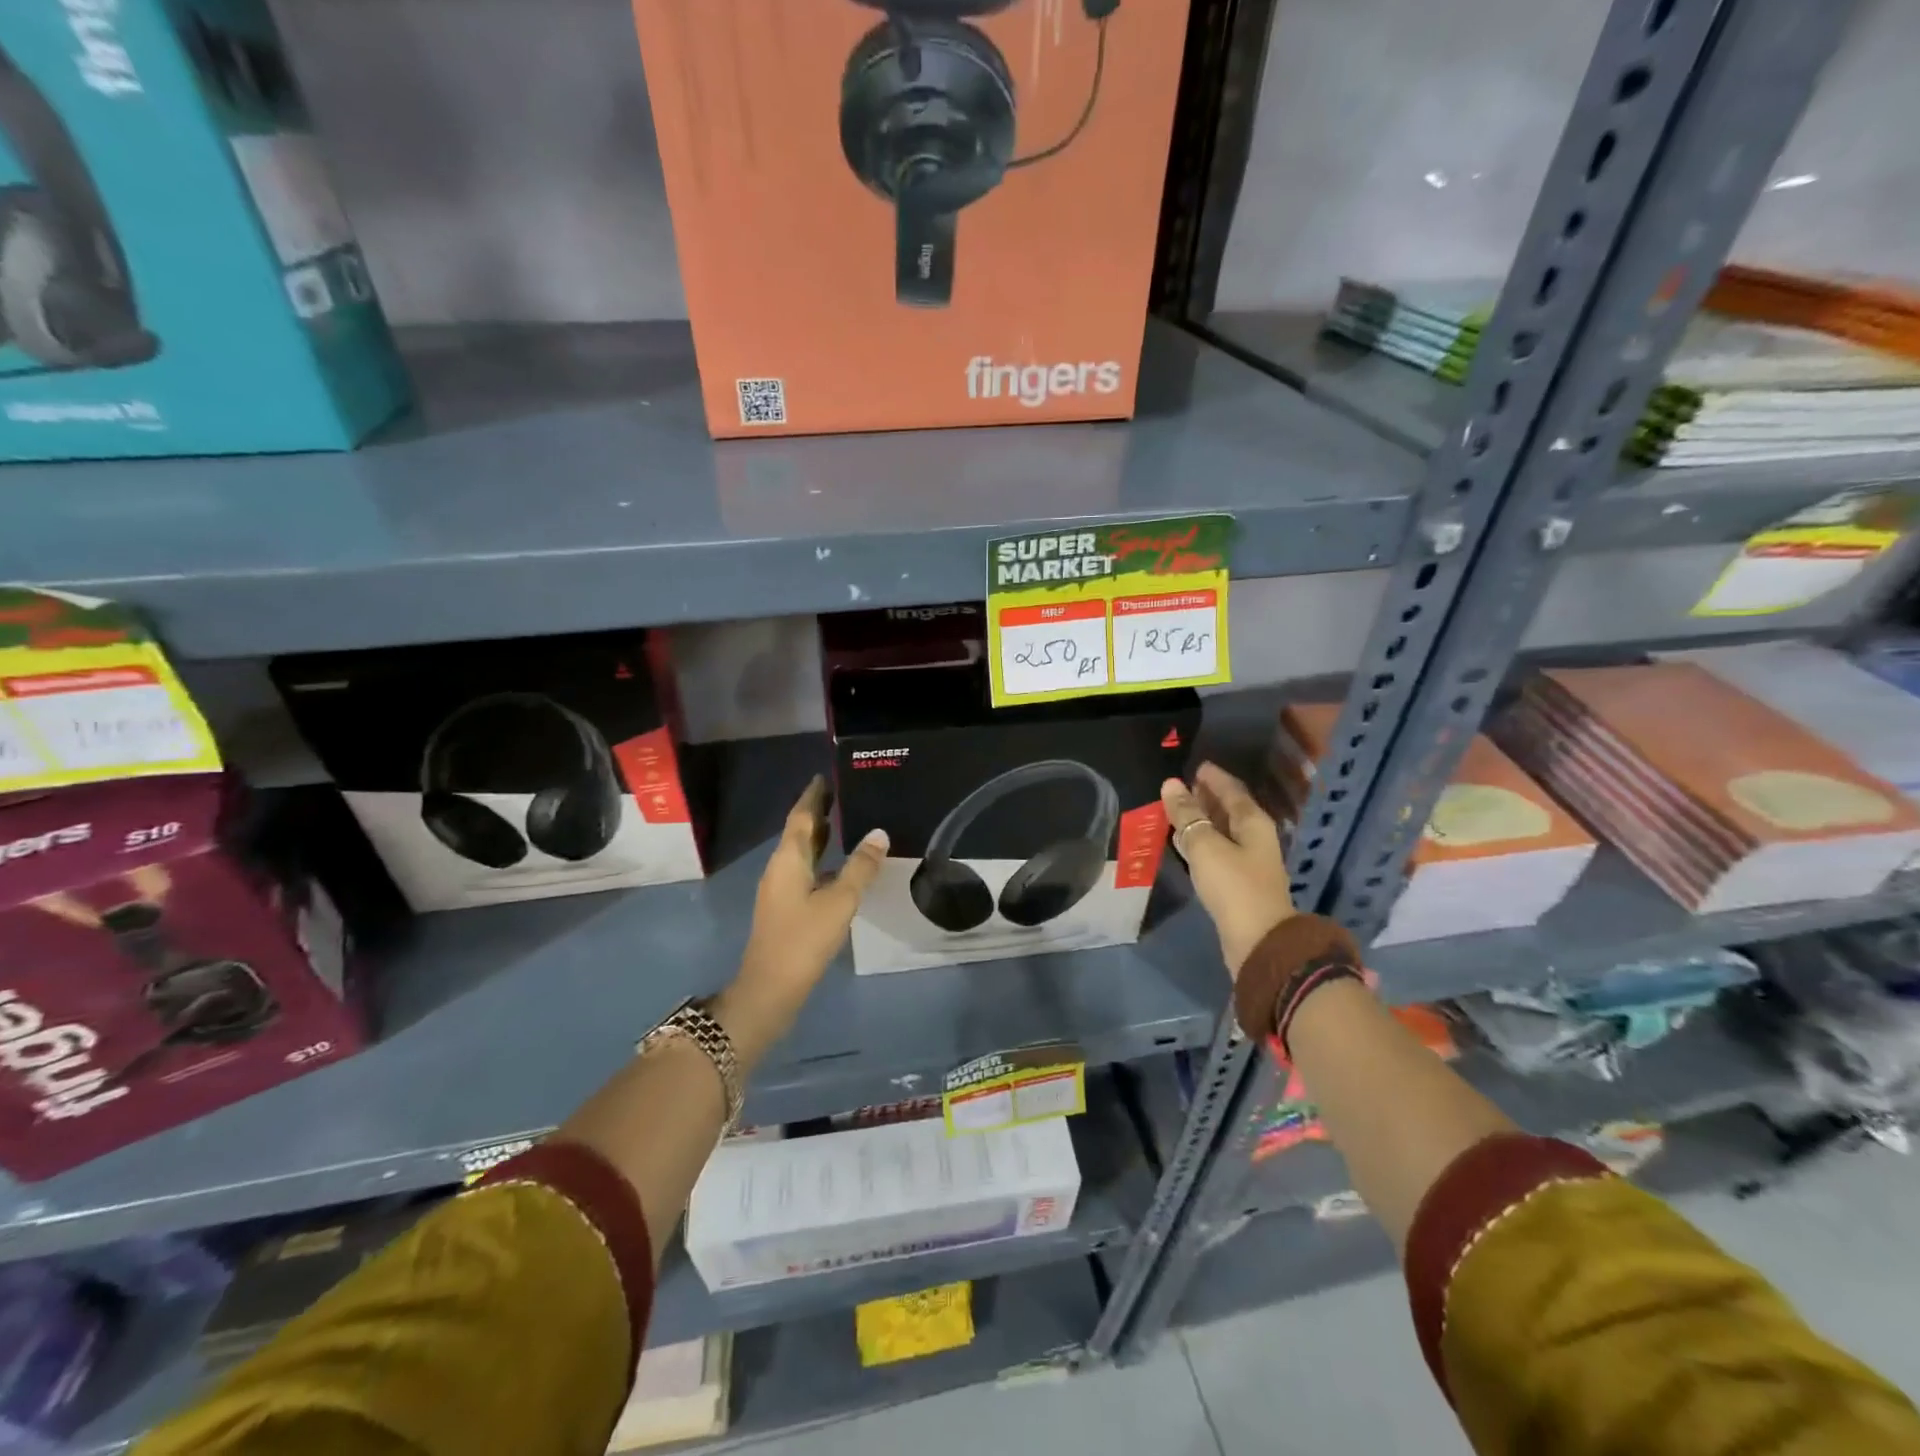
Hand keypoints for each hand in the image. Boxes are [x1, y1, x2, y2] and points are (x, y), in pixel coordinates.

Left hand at [716, 776, 888, 1061]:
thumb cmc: (803, 940)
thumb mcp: (839, 901)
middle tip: (843, 794)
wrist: (770, 989)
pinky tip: (842, 868)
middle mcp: (780, 869)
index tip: (826, 776)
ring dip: (820, 837)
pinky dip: (823, 861)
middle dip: (818, 813)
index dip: (813, 796)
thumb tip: (879, 833)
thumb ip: (860, 867)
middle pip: (799, 833)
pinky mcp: (786, 910)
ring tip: (846, 823)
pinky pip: (806, 872)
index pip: (801, 817)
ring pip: (802, 854)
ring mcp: (780, 891)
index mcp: (788, 860)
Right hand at [1162, 762, 1295, 975]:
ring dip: (1202, 820)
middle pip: (1229, 809)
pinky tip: (1183, 844)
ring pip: (1222, 831)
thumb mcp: (1205, 845)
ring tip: (1176, 810)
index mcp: (1253, 822)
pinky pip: (1216, 851)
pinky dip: (1200, 842)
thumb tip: (1171, 784)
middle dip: (1206, 797)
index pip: (1232, 790)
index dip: (1213, 777)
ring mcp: (1247, 862)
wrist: (1257, 941)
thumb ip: (1187, 815)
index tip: (1195, 766)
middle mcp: (1254, 838)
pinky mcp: (1236, 883)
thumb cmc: (1233, 886)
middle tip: (1181, 786)